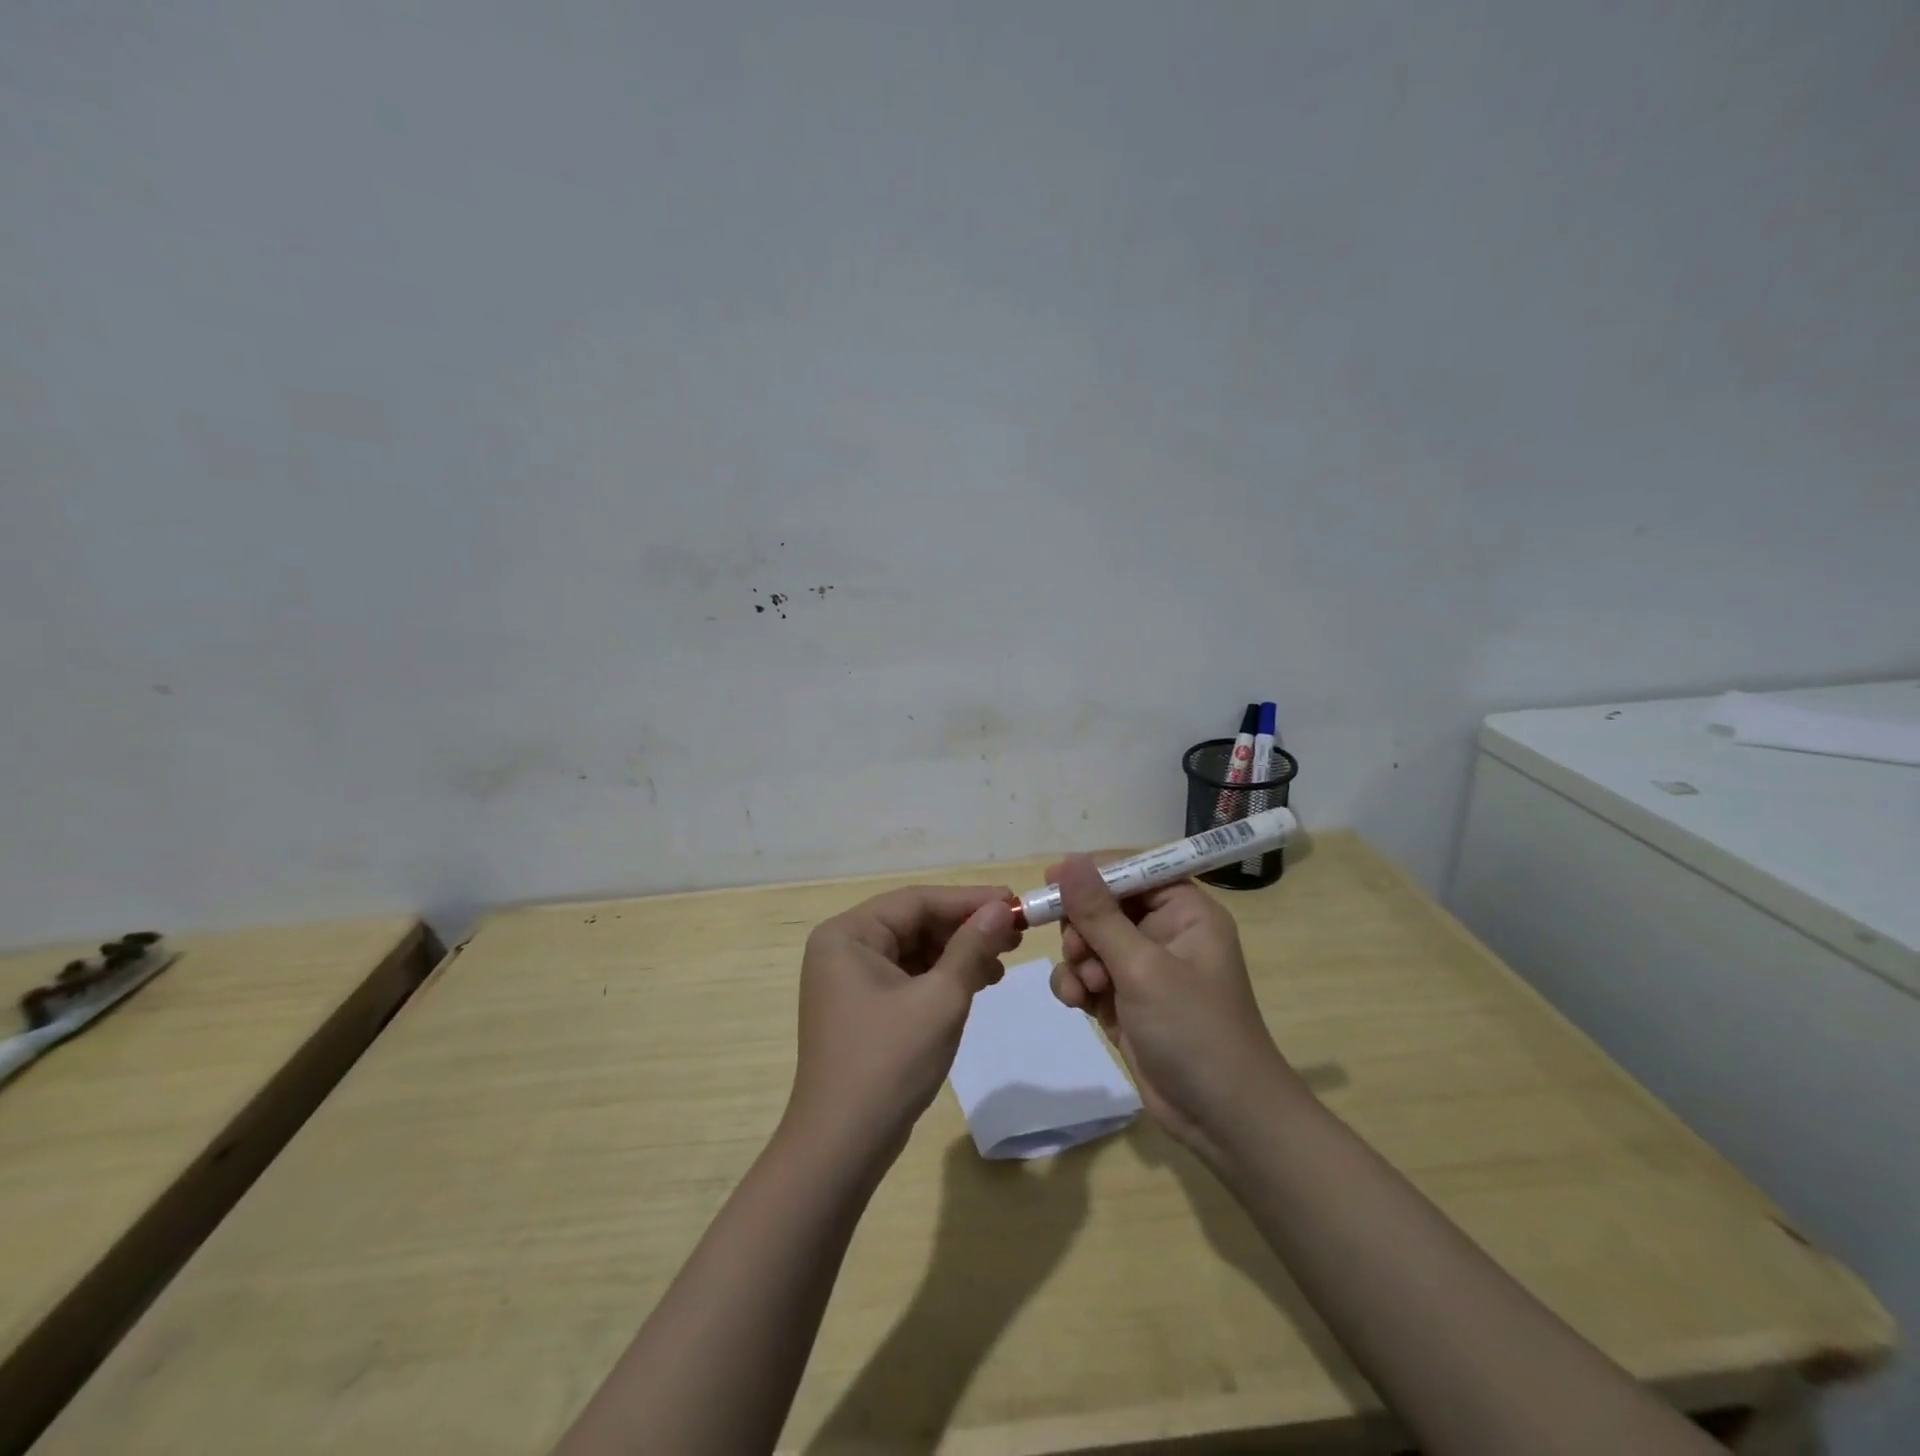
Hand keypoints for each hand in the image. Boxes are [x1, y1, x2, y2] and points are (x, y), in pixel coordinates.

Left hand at [788, 885, 1022, 1165]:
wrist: (842, 1146)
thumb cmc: (889, 1062)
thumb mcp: (940, 999)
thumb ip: (972, 947)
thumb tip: (1002, 908)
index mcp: (848, 934)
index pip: (917, 901)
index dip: (969, 900)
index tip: (1015, 902)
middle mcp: (842, 948)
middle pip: (914, 922)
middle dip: (965, 928)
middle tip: (1015, 933)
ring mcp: (848, 979)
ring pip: (913, 950)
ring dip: (957, 953)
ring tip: (1002, 961)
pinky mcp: (861, 1007)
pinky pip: (907, 976)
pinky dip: (941, 977)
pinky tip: (977, 982)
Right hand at [1047, 855, 1295, 1160]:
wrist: (1221, 1118)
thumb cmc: (1193, 1029)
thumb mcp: (1142, 967)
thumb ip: (1099, 914)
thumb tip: (1067, 861)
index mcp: (1184, 911)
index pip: (1132, 870)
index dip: (1091, 873)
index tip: (1051, 883)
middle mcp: (1164, 931)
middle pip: (1103, 905)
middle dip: (1083, 928)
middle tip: (1078, 952)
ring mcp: (1143, 968)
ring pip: (1089, 941)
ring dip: (1077, 960)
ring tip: (1085, 988)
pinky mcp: (1125, 999)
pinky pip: (1087, 975)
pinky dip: (1076, 985)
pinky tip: (1077, 1004)